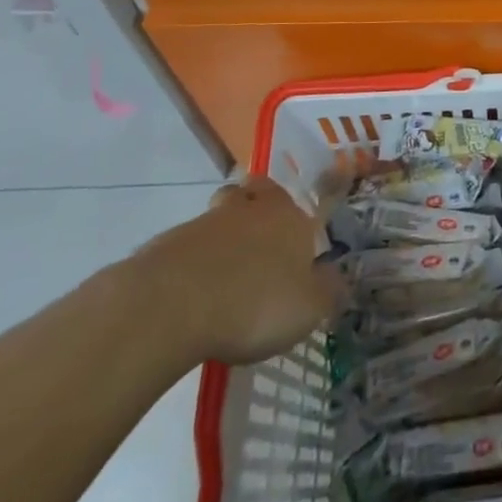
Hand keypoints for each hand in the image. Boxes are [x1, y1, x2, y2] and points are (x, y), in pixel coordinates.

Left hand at [128, 177, 344, 365]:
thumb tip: (337, 278)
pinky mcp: (165, 245)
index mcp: (288, 217)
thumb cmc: (255, 302)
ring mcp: (203, 223)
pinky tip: (191, 298)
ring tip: (221, 279)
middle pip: (250, 193)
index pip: (293, 201)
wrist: (170, 306)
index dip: (292, 219)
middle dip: (253, 209)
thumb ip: (327, 291)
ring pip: (217, 218)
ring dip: (220, 239)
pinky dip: (191, 265)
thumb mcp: (308, 308)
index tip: (290, 244)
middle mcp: (248, 209)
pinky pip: (185, 248)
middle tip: (255, 244)